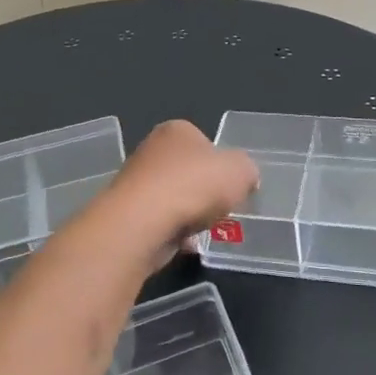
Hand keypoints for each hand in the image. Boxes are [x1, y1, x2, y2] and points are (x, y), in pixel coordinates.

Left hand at [94, 121, 257, 268]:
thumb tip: (244, 179)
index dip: (221, 163)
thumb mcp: (240, 170)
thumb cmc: (194, 185)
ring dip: (189, 213)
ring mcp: (136, 182)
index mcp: (177, 130)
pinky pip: (161, 222)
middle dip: (204, 191)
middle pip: (188, 171)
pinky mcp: (129, 213)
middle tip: (221, 208)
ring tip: (204, 228)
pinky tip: (186, 244)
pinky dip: (174, 232)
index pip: (204, 141)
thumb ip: (246, 170)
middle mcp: (152, 150)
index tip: (232, 184)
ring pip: (174, 198)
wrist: (144, 223)